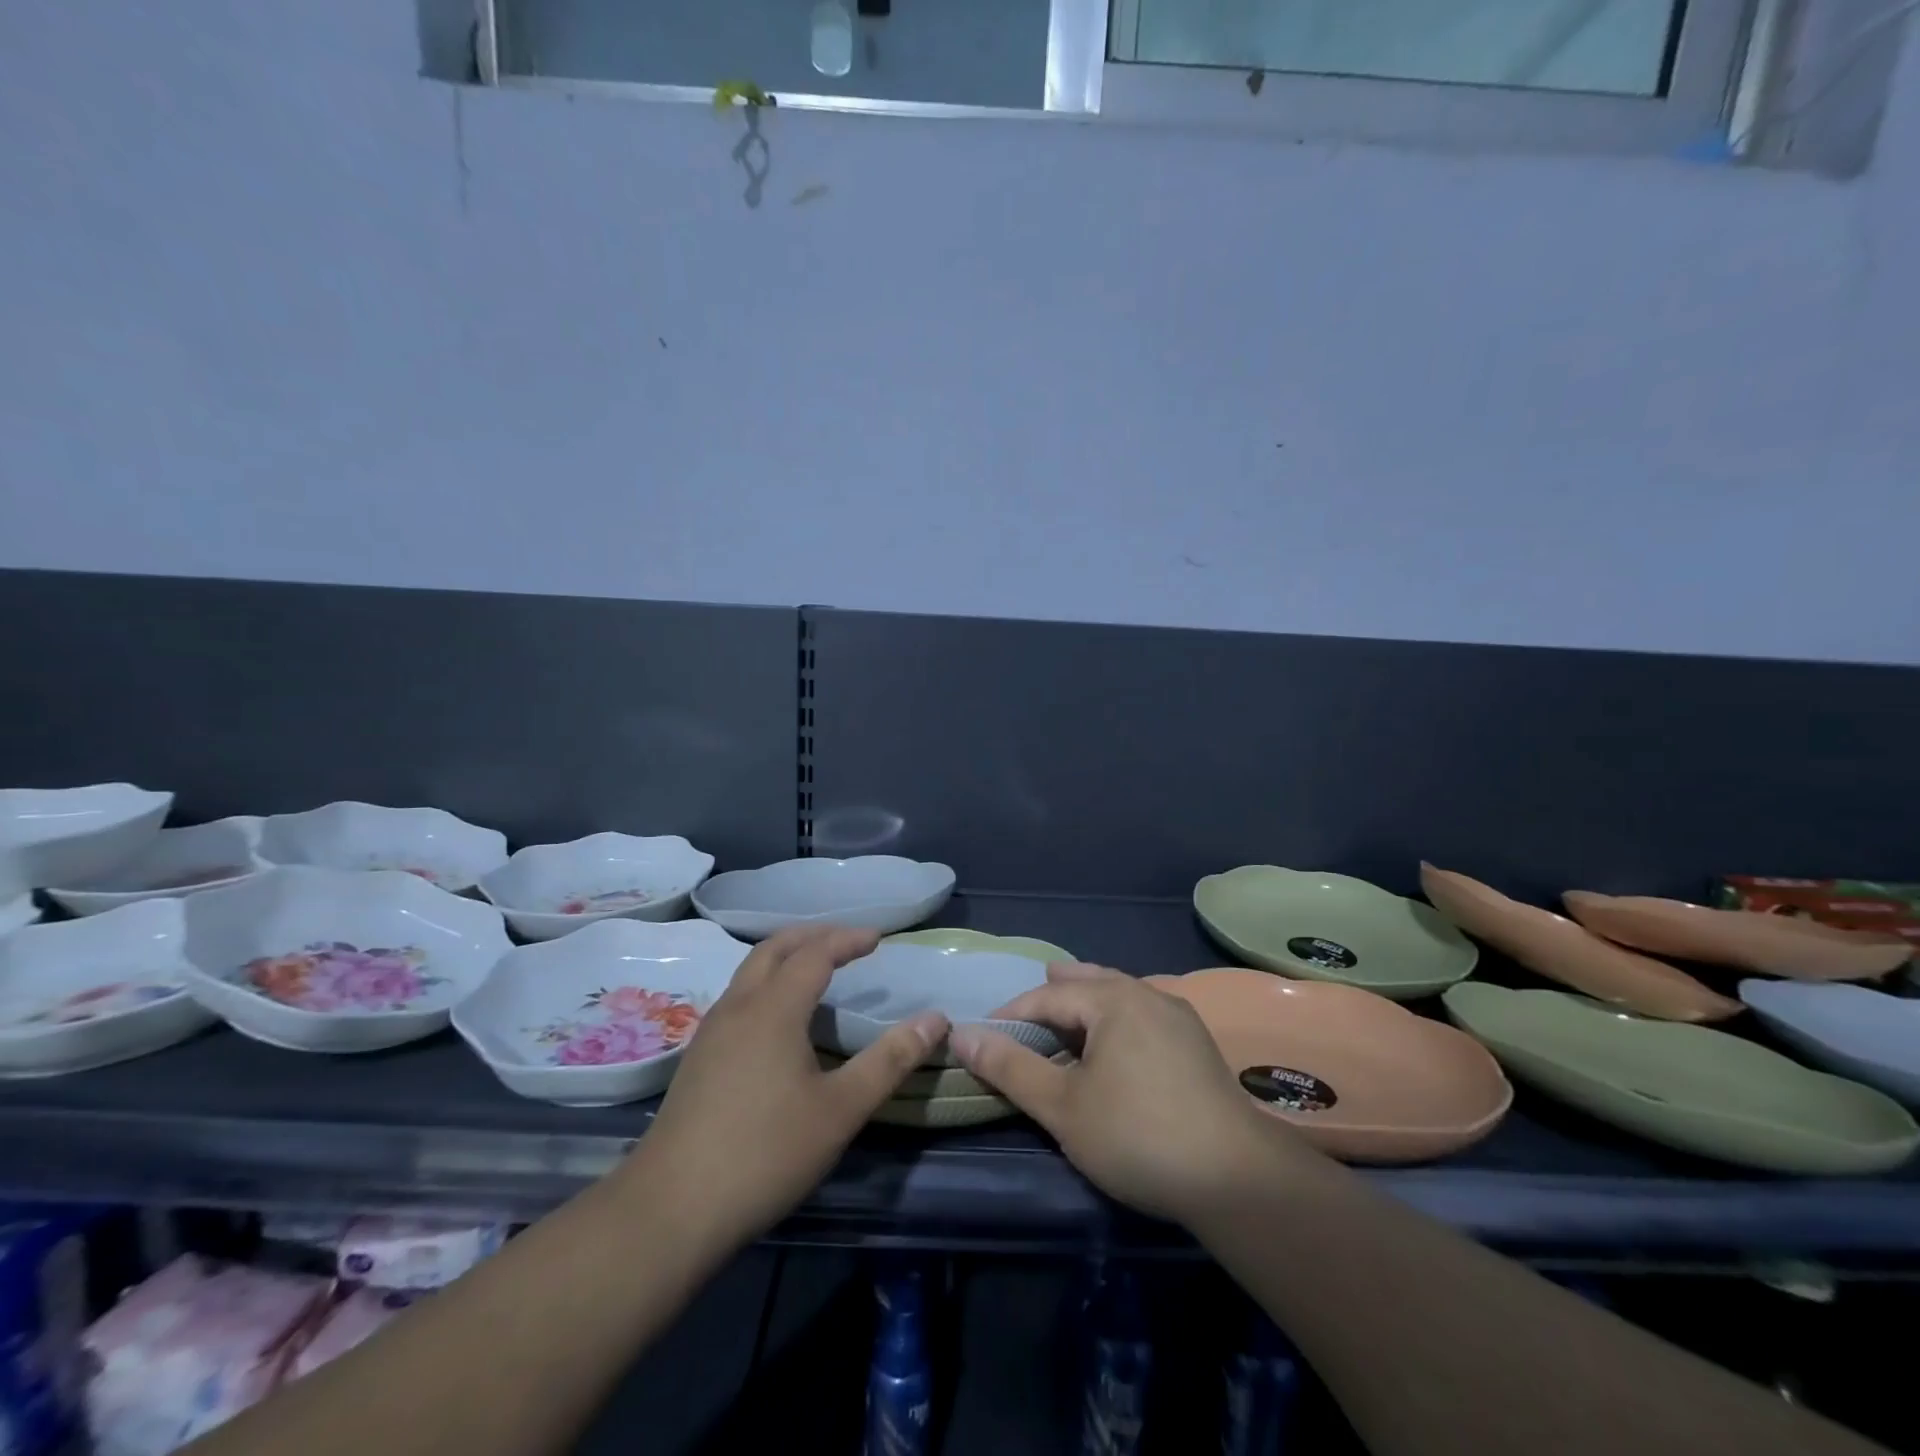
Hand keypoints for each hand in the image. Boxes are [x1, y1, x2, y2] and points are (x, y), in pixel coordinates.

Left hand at [621, 925, 947, 1257]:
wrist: (670, 1210)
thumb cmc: (765, 1153)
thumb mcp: (841, 1109)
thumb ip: (890, 1060)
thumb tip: (936, 1019)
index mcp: (774, 1008)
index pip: (815, 953)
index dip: (848, 939)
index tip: (877, 939)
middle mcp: (738, 1006)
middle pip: (775, 948)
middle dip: (814, 937)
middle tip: (847, 943)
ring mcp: (711, 1031)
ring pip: (750, 971)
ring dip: (786, 957)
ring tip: (816, 972)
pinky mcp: (697, 1058)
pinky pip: (738, 996)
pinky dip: (767, 984)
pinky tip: (778, 1020)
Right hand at [954, 963, 1313, 1224]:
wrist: (1237, 1178)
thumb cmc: (1137, 1135)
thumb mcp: (1062, 1106)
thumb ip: (1010, 1067)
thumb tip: (961, 1034)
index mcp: (1113, 999)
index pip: (1048, 995)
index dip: (1011, 1015)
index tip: (984, 1039)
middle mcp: (1147, 994)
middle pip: (1089, 982)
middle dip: (1054, 993)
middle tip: (1028, 1006)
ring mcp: (1178, 1017)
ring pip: (1119, 996)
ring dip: (1087, 1004)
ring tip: (1067, 1017)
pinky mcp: (1196, 1044)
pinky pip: (1142, 1016)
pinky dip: (1115, 1020)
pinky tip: (1115, 1045)